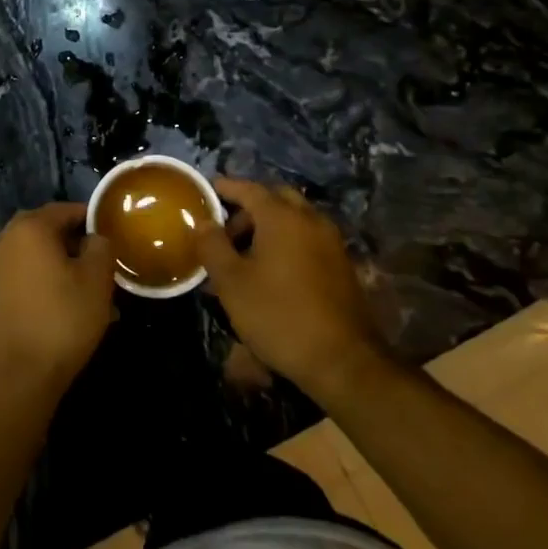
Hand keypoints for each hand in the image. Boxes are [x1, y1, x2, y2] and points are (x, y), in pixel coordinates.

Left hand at [0, 203, 114, 392]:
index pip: (65, 209)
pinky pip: (23, 274)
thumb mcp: (96, 280)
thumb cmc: (61, 320)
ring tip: (86, 287)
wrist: (16, 376)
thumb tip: (94, 237)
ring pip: (35, 254)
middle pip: (47, 229)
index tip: (111, 236)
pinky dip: (43, 280)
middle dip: (74, 241)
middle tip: (100, 261)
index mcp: (30, 227)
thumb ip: (101, 247)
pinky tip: (64, 304)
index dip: (91, 219)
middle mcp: (6, 239)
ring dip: (59, 263)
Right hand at [194, 177, 396, 403]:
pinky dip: (288, 241)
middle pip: (276, 198)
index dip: (226, 187)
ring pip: (295, 218)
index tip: (208, 189)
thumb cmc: (279, 315)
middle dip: (249, 208)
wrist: (343, 361)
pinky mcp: (342, 265)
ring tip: (246, 255)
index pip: (249, 189)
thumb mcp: (232, 283)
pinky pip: (308, 238)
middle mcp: (310, 220)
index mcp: (282, 217)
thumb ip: (213, 246)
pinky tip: (274, 271)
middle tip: (227, 231)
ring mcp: (331, 242)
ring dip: (270, 226)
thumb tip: (203, 222)